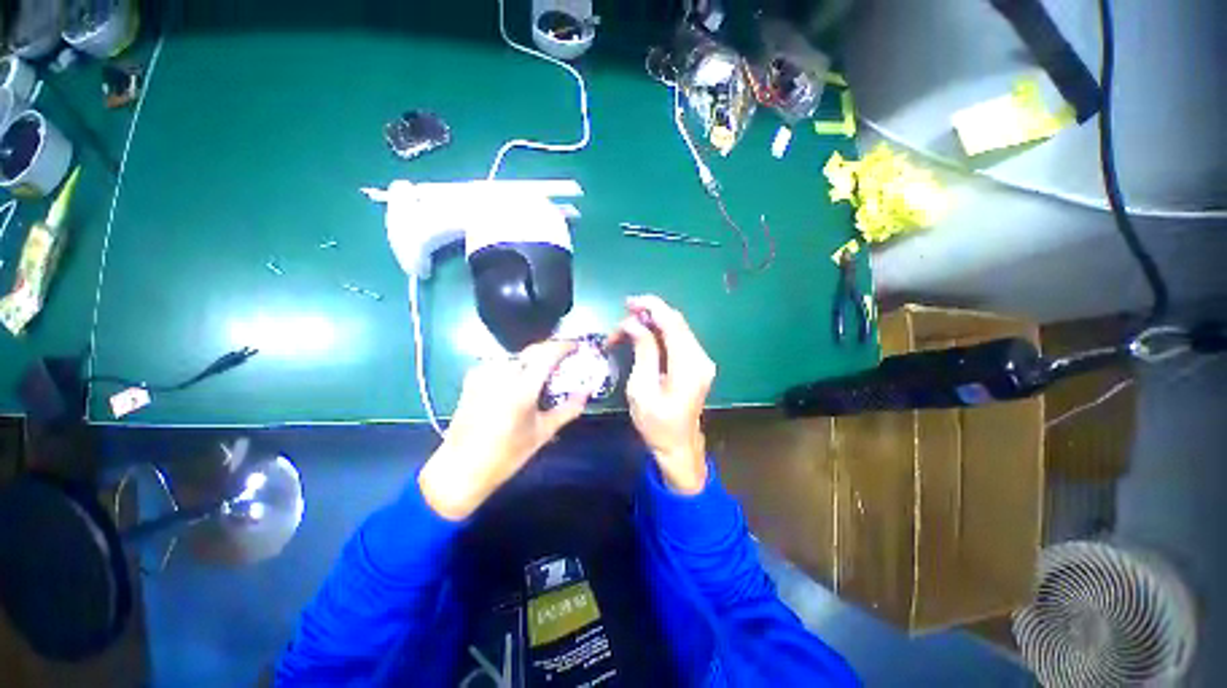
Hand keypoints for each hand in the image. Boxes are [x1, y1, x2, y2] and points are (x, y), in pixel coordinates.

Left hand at [418, 341, 591, 519]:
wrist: (461, 468)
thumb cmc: (507, 454)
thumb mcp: (543, 433)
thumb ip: (568, 409)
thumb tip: (587, 392)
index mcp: (522, 388)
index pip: (547, 354)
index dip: (564, 346)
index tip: (576, 346)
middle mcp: (502, 374)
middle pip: (532, 350)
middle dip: (550, 350)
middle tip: (563, 359)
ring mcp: (484, 374)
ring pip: (516, 355)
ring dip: (532, 358)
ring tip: (543, 371)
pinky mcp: (472, 379)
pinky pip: (500, 363)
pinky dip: (514, 365)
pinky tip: (518, 379)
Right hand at [609, 295, 715, 494]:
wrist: (678, 447)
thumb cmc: (656, 424)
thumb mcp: (642, 388)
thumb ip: (643, 351)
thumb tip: (634, 323)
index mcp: (688, 365)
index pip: (672, 322)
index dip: (651, 307)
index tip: (628, 303)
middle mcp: (700, 358)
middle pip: (675, 322)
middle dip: (648, 314)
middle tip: (622, 319)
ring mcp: (702, 361)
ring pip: (676, 329)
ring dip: (651, 324)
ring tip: (625, 329)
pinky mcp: (697, 364)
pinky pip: (678, 340)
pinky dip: (659, 333)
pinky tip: (642, 336)